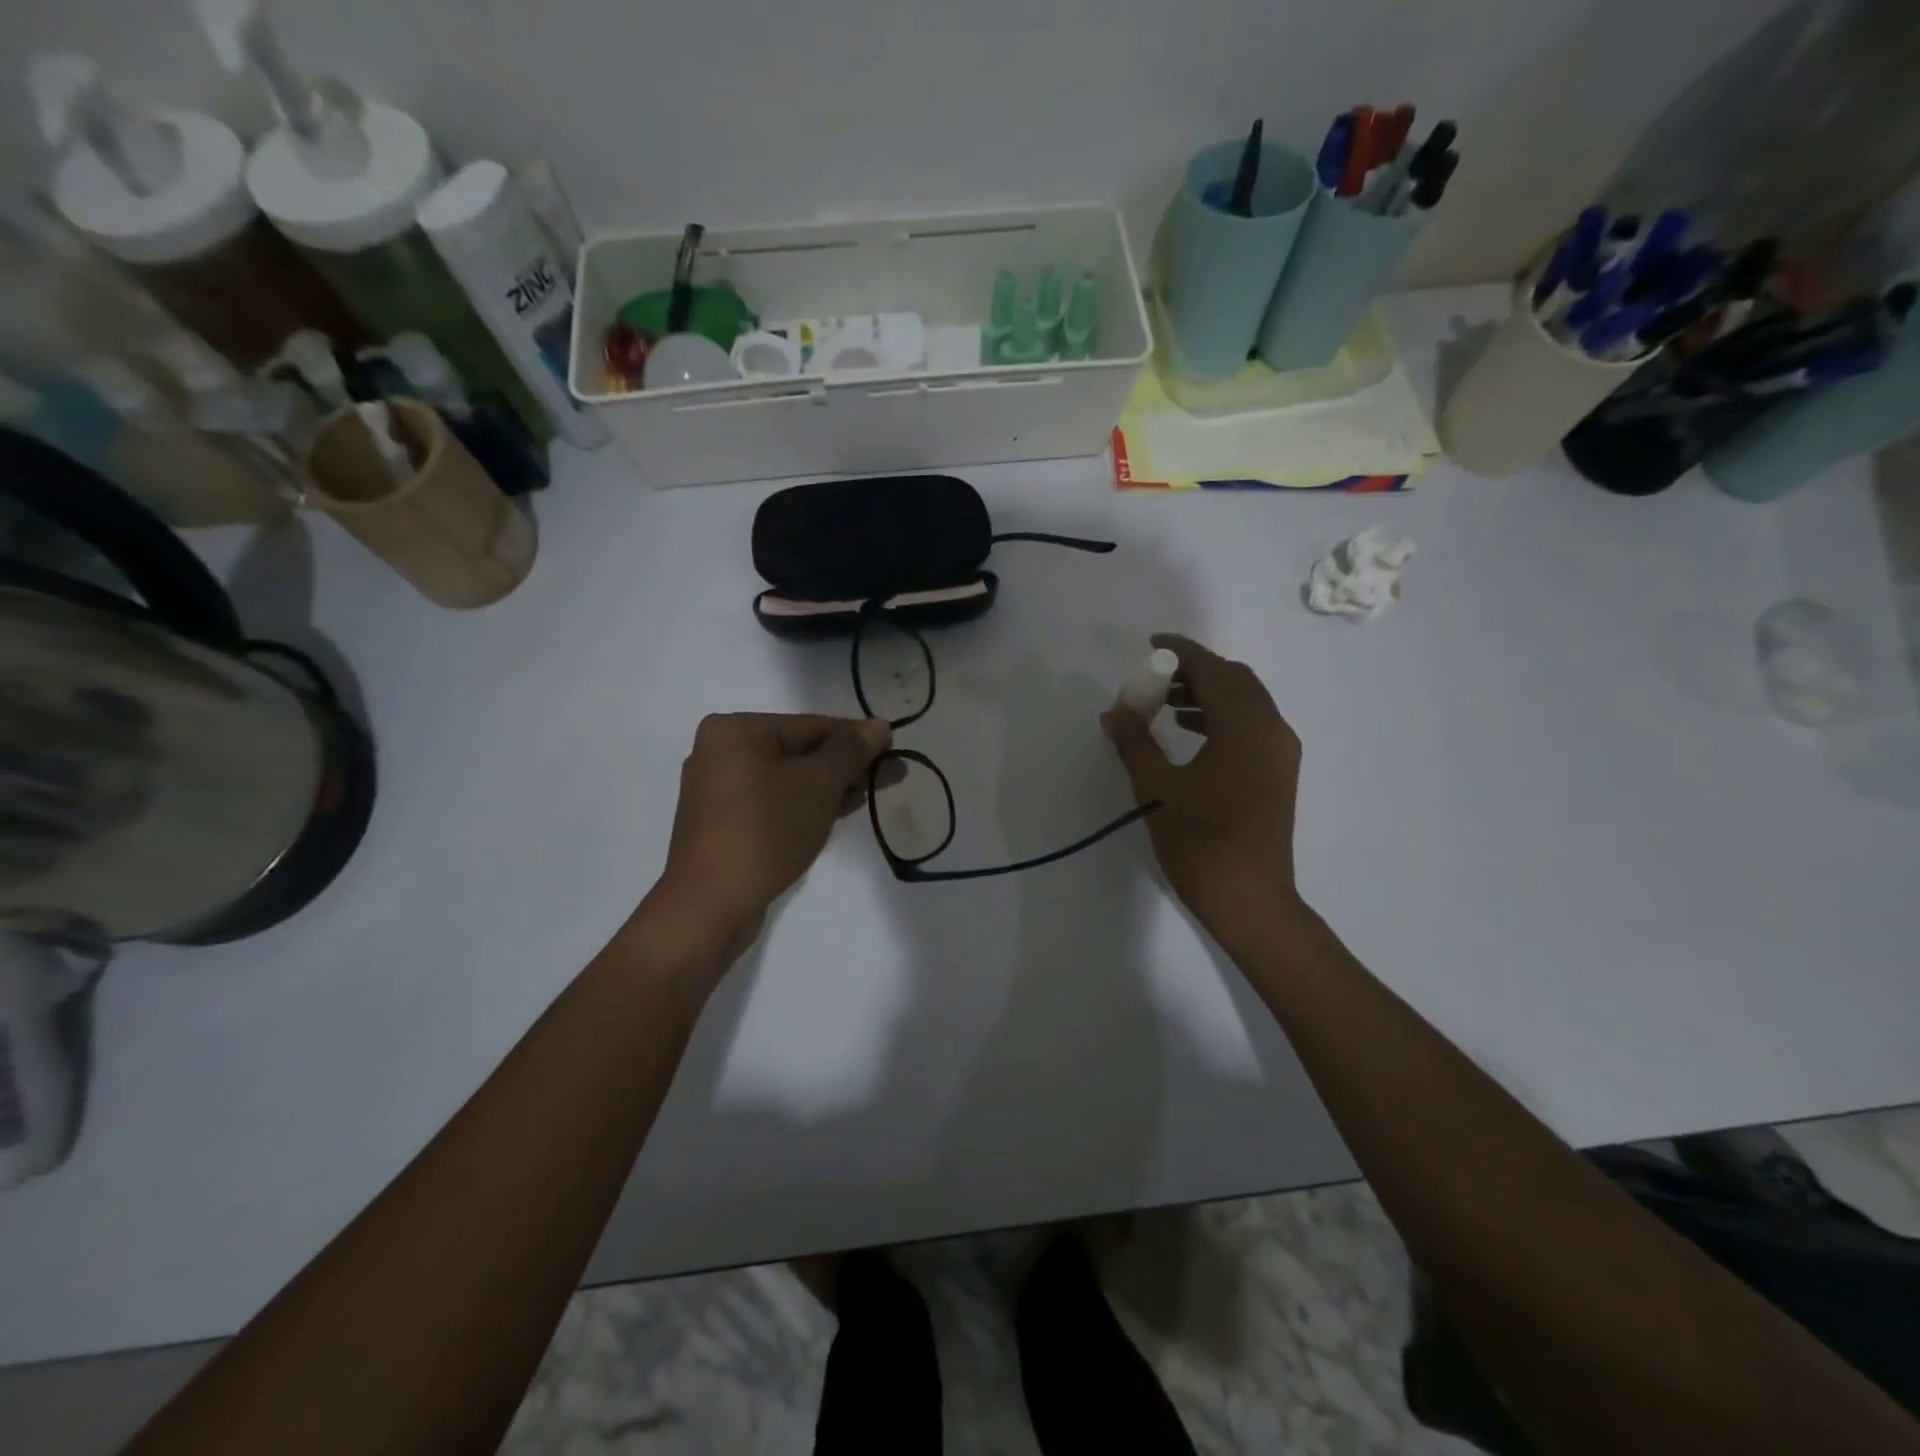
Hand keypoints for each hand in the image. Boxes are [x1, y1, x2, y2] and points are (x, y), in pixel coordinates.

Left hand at [660, 713, 891, 936]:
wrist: (710, 904)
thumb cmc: (766, 830)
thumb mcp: (818, 784)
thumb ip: (850, 751)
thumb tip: (879, 725)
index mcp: (735, 731)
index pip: (810, 725)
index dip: (856, 737)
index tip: (894, 749)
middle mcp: (719, 753)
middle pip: (798, 751)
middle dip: (845, 765)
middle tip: (891, 775)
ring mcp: (717, 791)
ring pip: (787, 779)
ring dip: (829, 787)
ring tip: (869, 796)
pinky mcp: (722, 824)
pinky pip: (772, 802)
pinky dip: (803, 805)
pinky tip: (837, 813)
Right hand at [1101, 634, 1302, 932]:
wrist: (1250, 900)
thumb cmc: (1201, 842)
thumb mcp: (1158, 789)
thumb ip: (1135, 743)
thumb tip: (1113, 712)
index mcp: (1245, 727)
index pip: (1214, 670)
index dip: (1182, 651)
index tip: (1152, 644)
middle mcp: (1272, 730)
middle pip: (1236, 680)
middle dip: (1196, 671)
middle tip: (1156, 677)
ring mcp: (1280, 753)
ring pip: (1246, 702)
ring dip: (1208, 694)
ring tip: (1165, 704)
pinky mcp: (1278, 773)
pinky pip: (1251, 726)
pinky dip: (1221, 717)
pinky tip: (1190, 734)